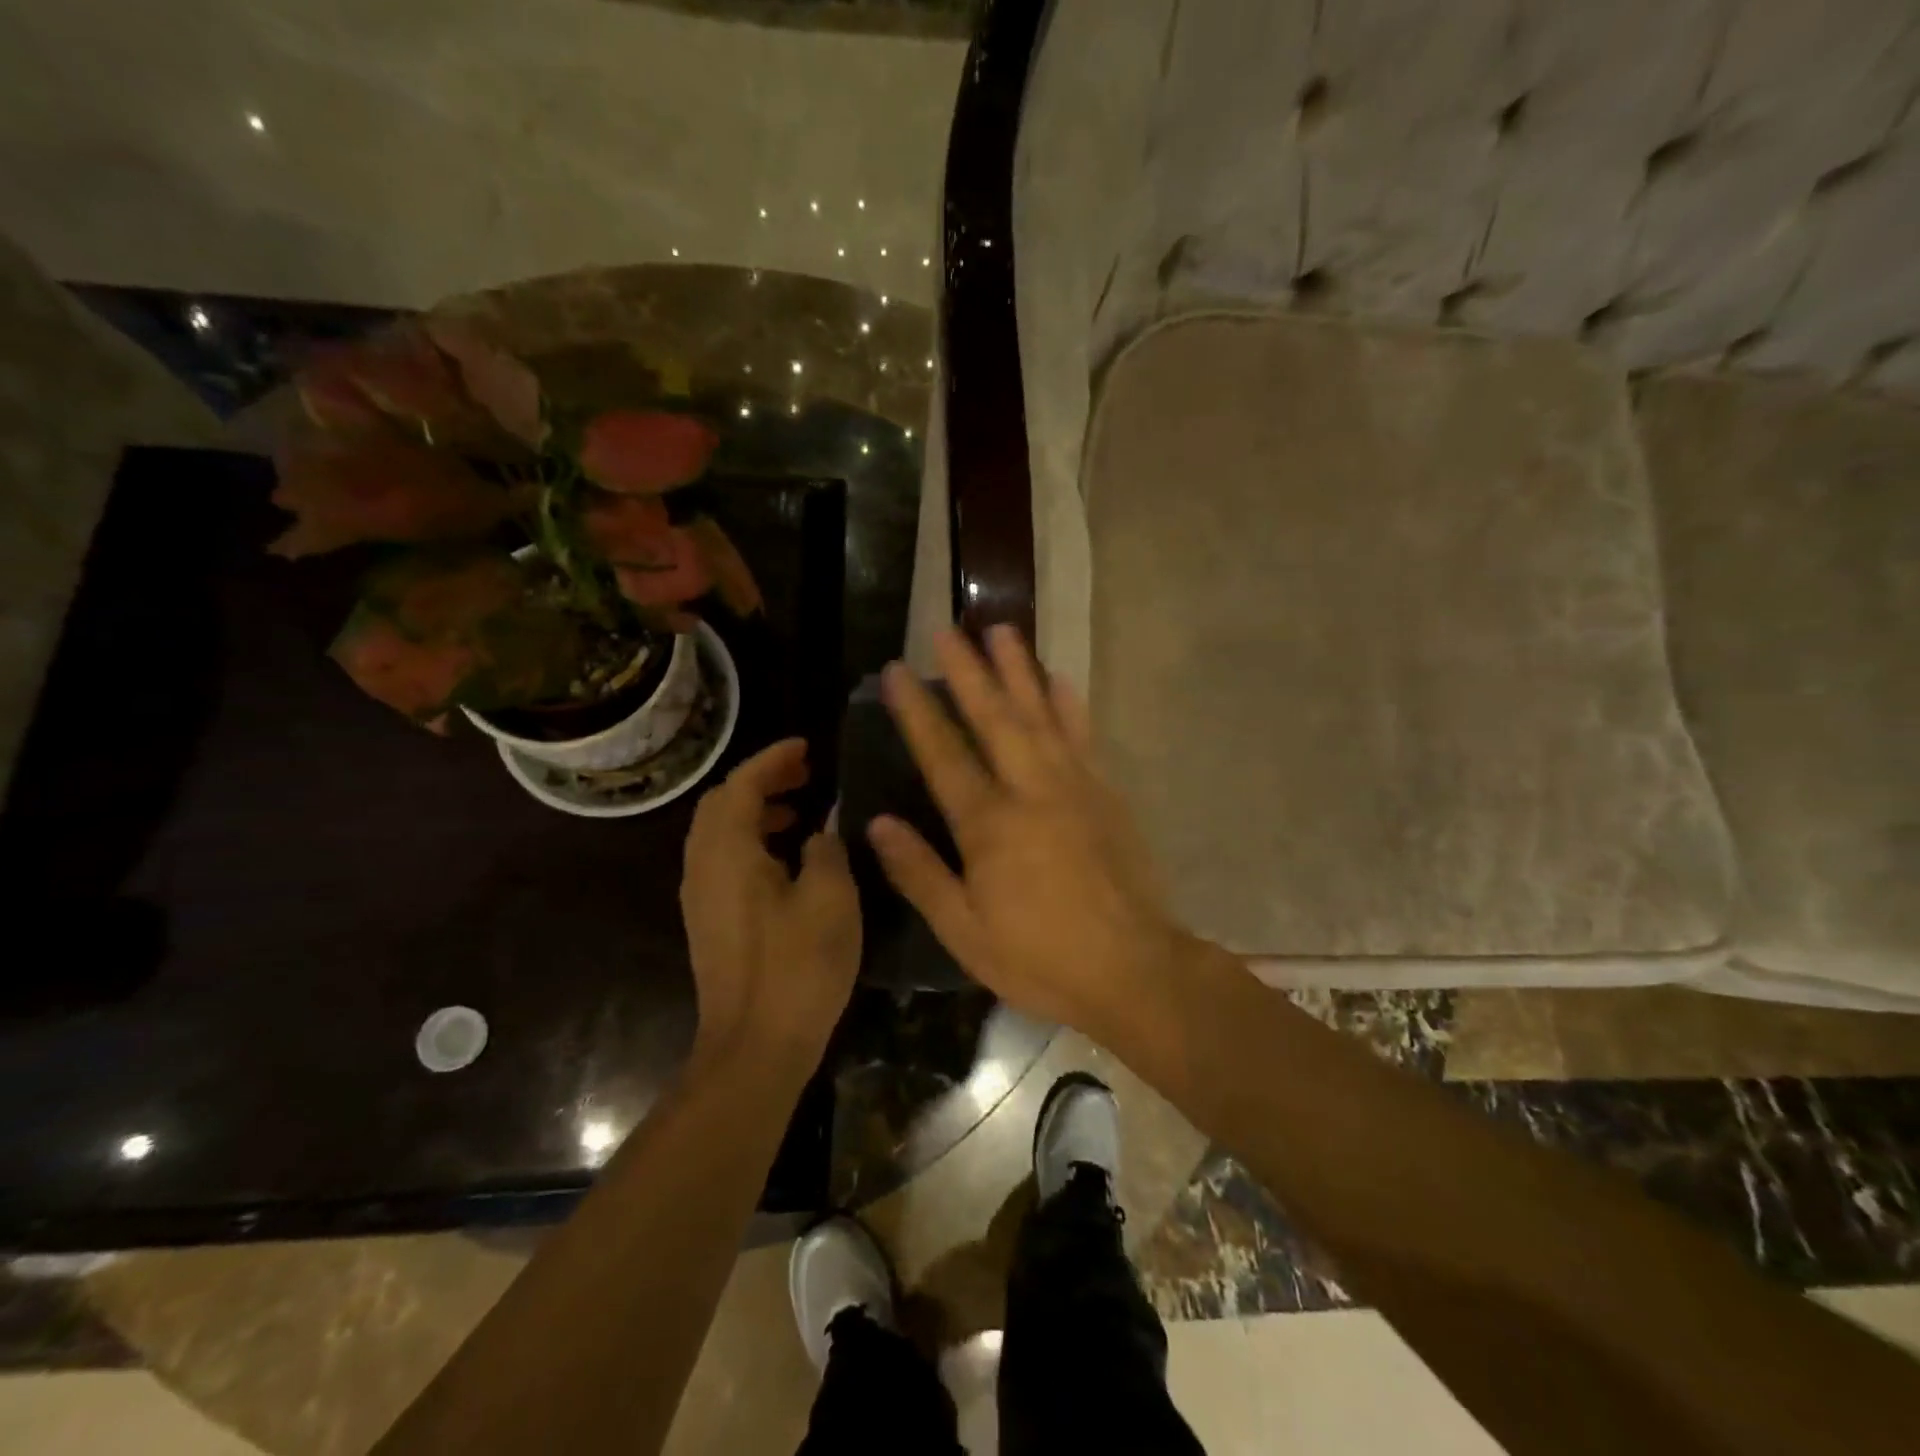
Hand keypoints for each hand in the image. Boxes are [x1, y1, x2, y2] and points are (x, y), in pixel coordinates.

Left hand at [680, 739, 860, 1064]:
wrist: (754, 1048)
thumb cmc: (797, 966)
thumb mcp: (830, 898)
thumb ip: (826, 849)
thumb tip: (821, 830)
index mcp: (727, 851)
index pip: (741, 784)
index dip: (773, 759)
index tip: (807, 747)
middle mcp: (702, 866)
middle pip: (723, 804)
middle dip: (762, 781)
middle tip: (806, 775)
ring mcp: (701, 897)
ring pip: (721, 833)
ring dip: (757, 812)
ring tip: (802, 812)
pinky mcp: (709, 922)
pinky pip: (725, 861)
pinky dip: (753, 842)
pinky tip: (789, 860)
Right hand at [868, 627, 1191, 1047]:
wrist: (1134, 970)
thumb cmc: (1041, 958)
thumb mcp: (965, 932)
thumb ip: (920, 873)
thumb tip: (878, 824)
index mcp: (989, 825)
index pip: (943, 754)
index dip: (917, 710)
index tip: (898, 670)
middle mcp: (1031, 790)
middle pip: (994, 717)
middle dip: (968, 670)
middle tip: (949, 628)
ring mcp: (1074, 786)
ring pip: (1041, 714)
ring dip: (1019, 669)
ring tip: (1002, 630)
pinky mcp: (1106, 793)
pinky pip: (1084, 736)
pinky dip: (1069, 703)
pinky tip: (1059, 678)